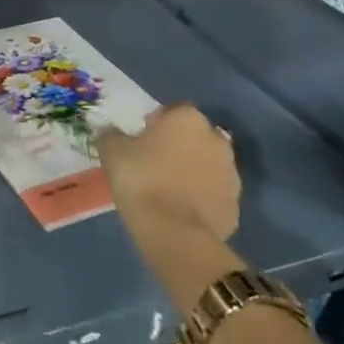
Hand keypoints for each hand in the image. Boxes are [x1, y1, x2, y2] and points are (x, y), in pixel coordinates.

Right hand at [97, 104, 240, 241]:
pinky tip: (179, 208)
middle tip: (153, 161)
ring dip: (192, 170)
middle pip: (194, 136)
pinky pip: (213, 192)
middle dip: (178, 144)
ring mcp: (231, 174)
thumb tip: (109, 129)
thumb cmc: (141, 179)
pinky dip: (200, 196)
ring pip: (207, 164)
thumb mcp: (112, 151)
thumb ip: (111, 134)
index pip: (173, 111)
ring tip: (166, 187)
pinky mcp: (235, 205)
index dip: (157, 122)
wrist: (174, 232)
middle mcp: (216, 140)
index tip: (141, 138)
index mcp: (187, 119)